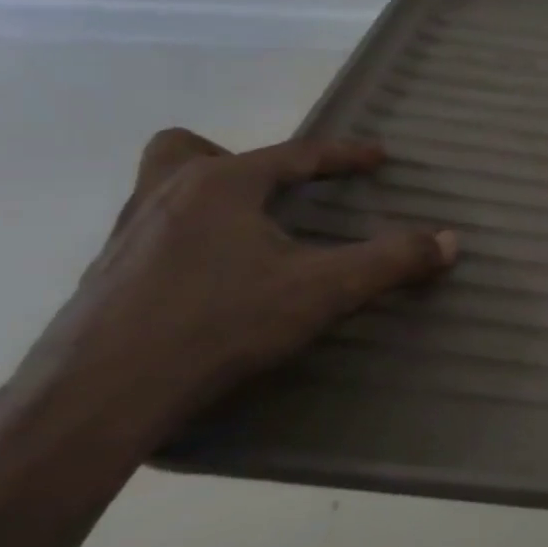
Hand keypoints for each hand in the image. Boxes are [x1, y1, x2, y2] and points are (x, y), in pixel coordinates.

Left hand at [13, 128, 455, 455]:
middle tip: (272, 194)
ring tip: (244, 237)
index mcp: (219, 184)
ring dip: (204, 199)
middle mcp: (164, 196)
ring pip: (159, 190)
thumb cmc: (218, 324)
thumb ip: (390, 261)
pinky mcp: (104, 279)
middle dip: (235, 160)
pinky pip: (150, 236)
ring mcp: (125, 237)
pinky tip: (208, 284)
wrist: (97, 397)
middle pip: (189, 150)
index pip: (294, 154)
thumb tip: (450, 241)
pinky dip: (184, 243)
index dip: (344, 155)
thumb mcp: (322, 291)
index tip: (378, 156)